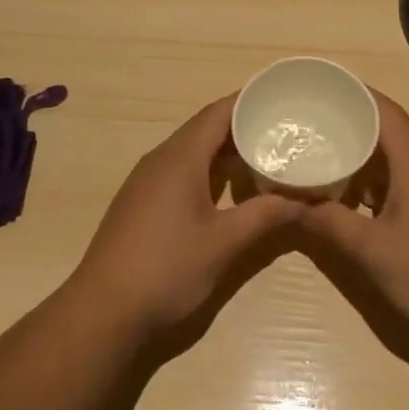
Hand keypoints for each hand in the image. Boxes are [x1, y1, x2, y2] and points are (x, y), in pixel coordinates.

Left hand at [66, 96, 301, 337]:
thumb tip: (305, 200)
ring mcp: (146, 180)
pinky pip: (179, 168)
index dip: (249, 101)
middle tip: (282, 129)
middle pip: (205, 127)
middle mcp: (161, 158)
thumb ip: (265, 216)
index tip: (282, 98)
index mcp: (181, 157)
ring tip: (263, 154)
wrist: (103, 310)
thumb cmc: (167, 269)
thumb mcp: (224, 243)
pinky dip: (207, 168)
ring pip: (192, 149)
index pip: (219, 112)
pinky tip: (226, 187)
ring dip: (225, 149)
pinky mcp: (141, 201)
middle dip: (243, 125)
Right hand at [298, 92, 408, 341]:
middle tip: (311, 126)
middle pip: (388, 133)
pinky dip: (375, 186)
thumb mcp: (371, 249)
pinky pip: (402, 185)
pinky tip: (352, 205)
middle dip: (351, 126)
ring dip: (362, 160)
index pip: (385, 111)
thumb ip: (329, 222)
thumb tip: (288, 202)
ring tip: (323, 161)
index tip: (322, 88)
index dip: (356, 93)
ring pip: (394, 163)